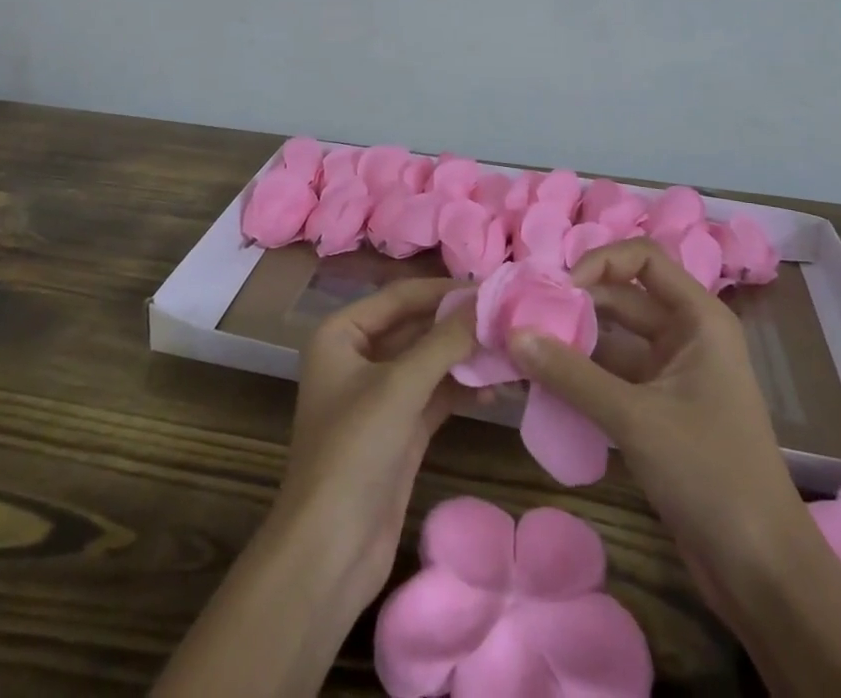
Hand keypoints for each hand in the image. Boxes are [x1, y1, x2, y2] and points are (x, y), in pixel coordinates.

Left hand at [275, 277, 477, 609]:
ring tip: (511, 351)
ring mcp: (379, 395)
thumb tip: (485, 301)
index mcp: (342, 333)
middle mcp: (358, 356)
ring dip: (466, 358)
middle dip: (459, 325)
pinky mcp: (399, 429)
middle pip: (416, 327)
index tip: (493, 286)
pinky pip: (435, 394)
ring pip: (429, 362)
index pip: (401, 296)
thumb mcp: (400, 387)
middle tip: (509, 317)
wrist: (329, 553)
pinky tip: (497, 389)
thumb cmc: (353, 452)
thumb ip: (444, 341)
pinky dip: (462, 389)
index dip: (445, 290)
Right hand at [505, 238, 793, 615]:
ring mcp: (673, 374)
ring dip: (574, 343)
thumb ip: (571, 374)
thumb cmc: (709, 473)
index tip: (561, 290)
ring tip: (524, 349)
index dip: (600, 262)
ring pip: (614, 340)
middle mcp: (686, 335)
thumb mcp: (635, 418)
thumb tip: (513, 334)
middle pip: (623, 297)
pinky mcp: (660, 410)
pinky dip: (582, 377)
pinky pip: (613, 377)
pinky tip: (544, 385)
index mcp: (698, 318)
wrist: (763, 572)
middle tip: (526, 319)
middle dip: (576, 304)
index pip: (643, 257)